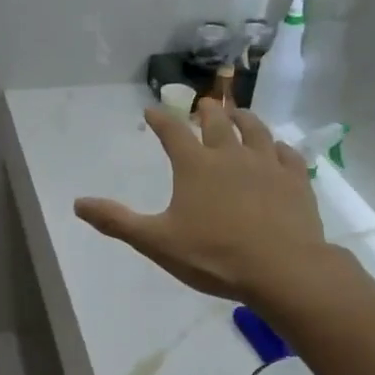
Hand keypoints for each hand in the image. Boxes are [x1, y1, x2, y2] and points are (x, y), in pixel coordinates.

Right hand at [74, 99, 329, 305]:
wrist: (281, 269)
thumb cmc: (213, 256)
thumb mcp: (156, 242)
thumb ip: (117, 221)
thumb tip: (78, 204)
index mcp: (196, 166)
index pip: (173, 133)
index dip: (160, 120)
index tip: (151, 110)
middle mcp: (231, 156)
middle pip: (218, 123)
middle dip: (206, 111)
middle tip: (203, 105)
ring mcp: (268, 165)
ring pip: (256, 131)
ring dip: (244, 119)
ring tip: (239, 115)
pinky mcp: (296, 180)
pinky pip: (286, 154)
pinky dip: (278, 147)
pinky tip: (277, 149)